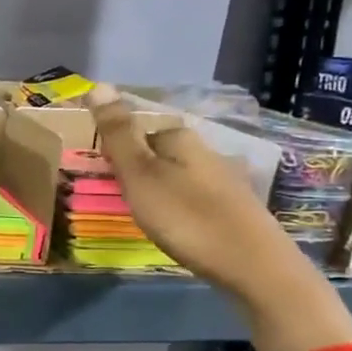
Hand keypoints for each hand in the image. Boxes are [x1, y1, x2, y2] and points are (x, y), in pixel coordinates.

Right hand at [84, 83, 308, 304]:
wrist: (253, 266)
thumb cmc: (186, 217)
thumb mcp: (140, 175)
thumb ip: (118, 133)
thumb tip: (98, 84)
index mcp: (180, 138)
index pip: (137, 131)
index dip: (116, 152)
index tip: (101, 177)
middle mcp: (205, 150)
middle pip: (158, 153)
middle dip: (137, 170)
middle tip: (117, 198)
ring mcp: (223, 179)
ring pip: (176, 175)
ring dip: (157, 189)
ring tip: (141, 215)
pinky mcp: (234, 208)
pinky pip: (192, 197)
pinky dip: (177, 207)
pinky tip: (175, 227)